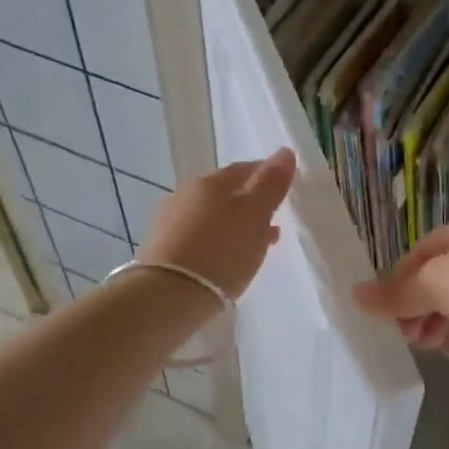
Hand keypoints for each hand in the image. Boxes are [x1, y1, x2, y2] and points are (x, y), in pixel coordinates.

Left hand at [138, 148, 296, 298]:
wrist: (167, 297)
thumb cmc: (221, 251)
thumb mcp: (255, 214)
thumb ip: (271, 183)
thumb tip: (285, 152)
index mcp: (210, 182)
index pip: (245, 169)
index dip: (267, 176)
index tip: (285, 189)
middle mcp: (186, 194)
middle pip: (227, 193)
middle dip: (252, 203)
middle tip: (274, 219)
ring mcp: (171, 222)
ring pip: (213, 217)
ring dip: (237, 225)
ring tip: (258, 243)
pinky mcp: (163, 250)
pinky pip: (201, 238)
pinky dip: (219, 242)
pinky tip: (230, 258)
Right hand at [353, 209, 448, 358]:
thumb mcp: (436, 285)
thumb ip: (397, 294)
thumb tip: (354, 294)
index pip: (425, 250)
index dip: (401, 280)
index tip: (388, 311)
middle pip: (448, 276)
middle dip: (424, 307)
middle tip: (408, 336)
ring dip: (446, 323)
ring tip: (431, 347)